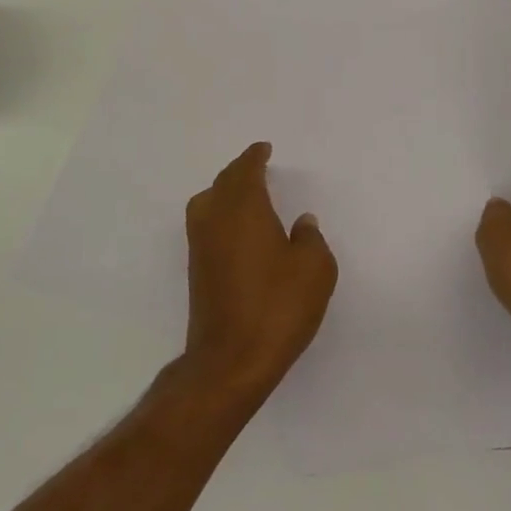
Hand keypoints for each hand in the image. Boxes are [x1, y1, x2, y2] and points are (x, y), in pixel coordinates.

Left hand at [182, 142, 337, 404]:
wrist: (229, 361)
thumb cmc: (277, 307)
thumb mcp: (314, 269)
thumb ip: (310, 239)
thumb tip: (301, 223)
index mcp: (243, 208)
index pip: (245, 170)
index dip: (254, 157)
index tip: (263, 149)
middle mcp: (215, 218)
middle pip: (223, 183)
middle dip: (239, 172)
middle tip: (256, 167)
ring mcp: (200, 246)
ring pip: (208, 203)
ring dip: (225, 192)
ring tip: (246, 195)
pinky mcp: (197, 271)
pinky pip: (206, 225)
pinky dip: (220, 216)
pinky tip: (237, 231)